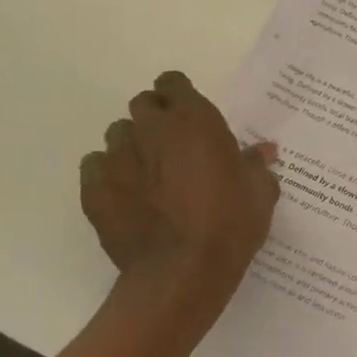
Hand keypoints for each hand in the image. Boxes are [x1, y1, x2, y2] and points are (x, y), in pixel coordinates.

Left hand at [80, 71, 279, 325]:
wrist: (182, 273)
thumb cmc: (230, 225)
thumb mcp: (260, 192)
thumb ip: (256, 165)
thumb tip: (262, 151)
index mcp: (194, 121)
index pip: (173, 83)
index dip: (180, 96)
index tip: (191, 115)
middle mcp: (152, 129)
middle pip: (143, 104)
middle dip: (155, 117)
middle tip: (172, 144)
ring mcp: (117, 158)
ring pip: (118, 134)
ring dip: (133, 145)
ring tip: (148, 172)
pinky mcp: (94, 189)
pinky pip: (95, 167)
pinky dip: (109, 174)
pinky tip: (127, 196)